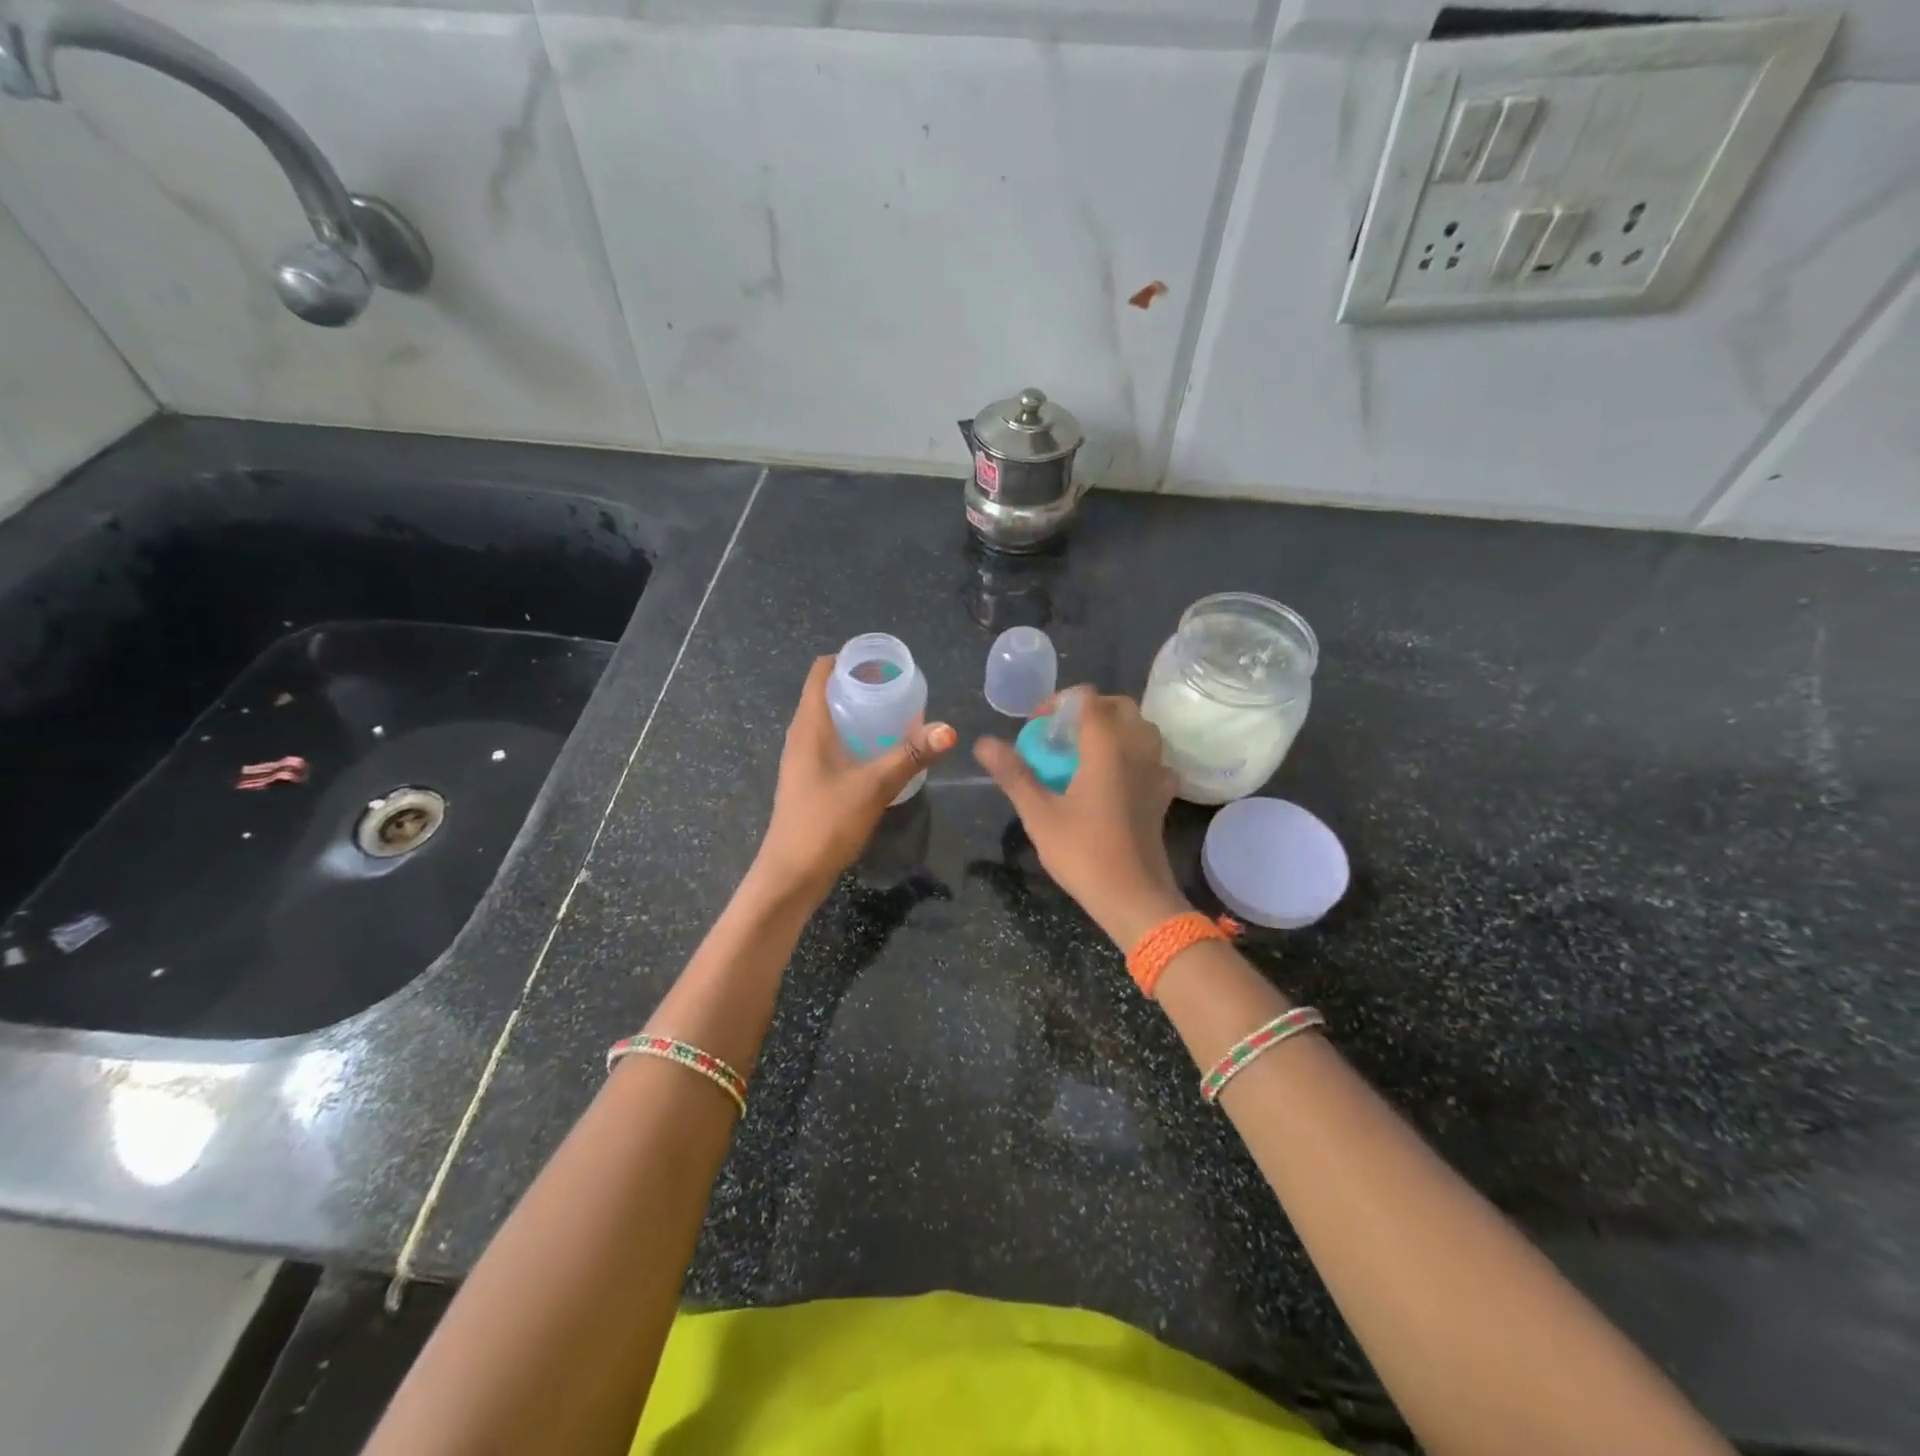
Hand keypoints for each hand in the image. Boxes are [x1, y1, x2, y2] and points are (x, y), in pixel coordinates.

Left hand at [753, 655, 955, 901]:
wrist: (791, 873)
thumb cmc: (826, 821)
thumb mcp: (875, 785)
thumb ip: (912, 755)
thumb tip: (949, 728)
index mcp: (809, 725)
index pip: (821, 672)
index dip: (848, 659)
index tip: (883, 662)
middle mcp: (801, 735)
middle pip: (827, 693)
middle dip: (861, 685)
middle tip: (899, 687)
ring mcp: (802, 759)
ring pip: (829, 720)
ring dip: (858, 712)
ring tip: (896, 714)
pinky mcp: (808, 779)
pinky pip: (831, 743)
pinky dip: (854, 736)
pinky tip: (879, 751)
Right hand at [974, 690, 1188, 946]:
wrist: (1134, 898)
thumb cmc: (1083, 853)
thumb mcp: (1039, 814)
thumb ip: (1013, 773)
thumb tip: (983, 742)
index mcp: (1106, 746)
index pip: (1088, 699)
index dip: (1059, 703)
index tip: (1037, 728)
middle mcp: (1137, 749)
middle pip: (1119, 706)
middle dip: (1088, 711)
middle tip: (1060, 736)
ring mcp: (1156, 771)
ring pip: (1141, 729)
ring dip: (1114, 729)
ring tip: (1086, 753)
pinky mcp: (1164, 794)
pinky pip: (1152, 758)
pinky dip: (1134, 755)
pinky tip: (1116, 777)